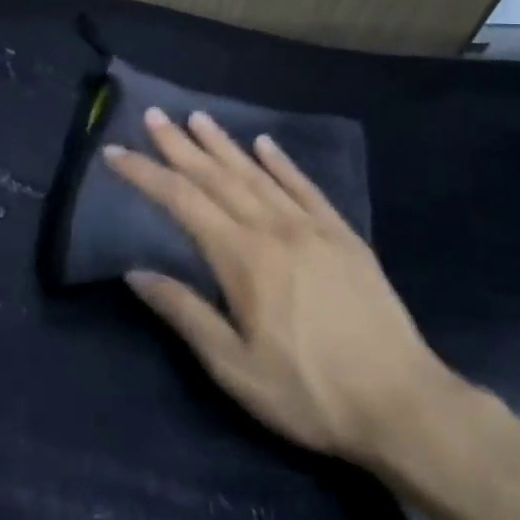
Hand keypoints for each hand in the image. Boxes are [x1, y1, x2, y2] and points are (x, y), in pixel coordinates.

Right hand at [104, 108, 457, 465]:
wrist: (403, 403)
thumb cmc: (309, 393)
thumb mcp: (234, 368)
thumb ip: (185, 313)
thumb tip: (136, 272)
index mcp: (243, 258)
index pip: (182, 202)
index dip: (146, 174)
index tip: (116, 152)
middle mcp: (273, 228)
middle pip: (217, 177)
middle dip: (180, 145)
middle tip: (154, 116)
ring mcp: (312, 227)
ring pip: (257, 174)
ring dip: (224, 144)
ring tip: (198, 118)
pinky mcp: (343, 235)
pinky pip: (305, 187)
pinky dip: (282, 162)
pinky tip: (265, 144)